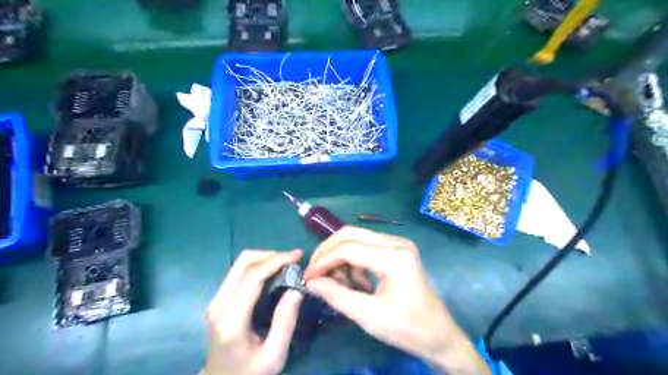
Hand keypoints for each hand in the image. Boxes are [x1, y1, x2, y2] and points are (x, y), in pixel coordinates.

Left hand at [204, 249, 303, 374]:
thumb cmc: (250, 374)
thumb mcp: (274, 356)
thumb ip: (285, 321)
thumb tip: (296, 288)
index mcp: (232, 320)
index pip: (252, 277)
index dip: (276, 260)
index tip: (298, 255)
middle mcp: (219, 304)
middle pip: (243, 262)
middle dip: (271, 255)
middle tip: (293, 260)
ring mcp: (216, 300)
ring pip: (240, 263)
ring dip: (264, 258)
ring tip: (286, 265)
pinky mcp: (218, 299)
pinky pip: (238, 271)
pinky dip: (258, 265)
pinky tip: (273, 272)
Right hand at [303, 227, 488, 373]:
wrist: (438, 334)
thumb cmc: (407, 329)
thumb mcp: (368, 316)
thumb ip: (336, 296)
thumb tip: (310, 282)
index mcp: (394, 258)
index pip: (349, 249)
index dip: (324, 261)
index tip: (307, 277)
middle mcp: (397, 243)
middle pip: (351, 234)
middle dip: (328, 251)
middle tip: (314, 271)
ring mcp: (399, 244)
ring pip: (357, 237)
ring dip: (341, 256)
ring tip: (338, 282)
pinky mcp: (397, 249)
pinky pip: (367, 246)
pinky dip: (354, 260)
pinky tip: (356, 282)